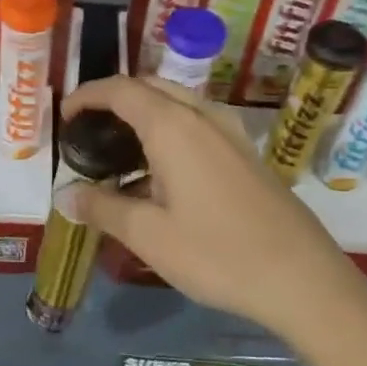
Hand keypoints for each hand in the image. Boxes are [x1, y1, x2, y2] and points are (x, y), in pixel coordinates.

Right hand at [61, 76, 366, 365]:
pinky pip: (198, 124)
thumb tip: (66, 196)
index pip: (121, 90)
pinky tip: (161, 174)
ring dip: (145, 114)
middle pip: (152, 87)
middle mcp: (204, 116)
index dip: (88, 95)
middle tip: (89, 131)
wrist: (301, 278)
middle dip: (115, 99)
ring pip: (178, 104)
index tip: (65, 116)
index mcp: (174, 126)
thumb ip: (102, 209)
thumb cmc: (217, 253)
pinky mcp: (247, 154)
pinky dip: (170, 131)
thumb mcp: (148, 236)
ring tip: (119, 152)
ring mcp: (231, 133)